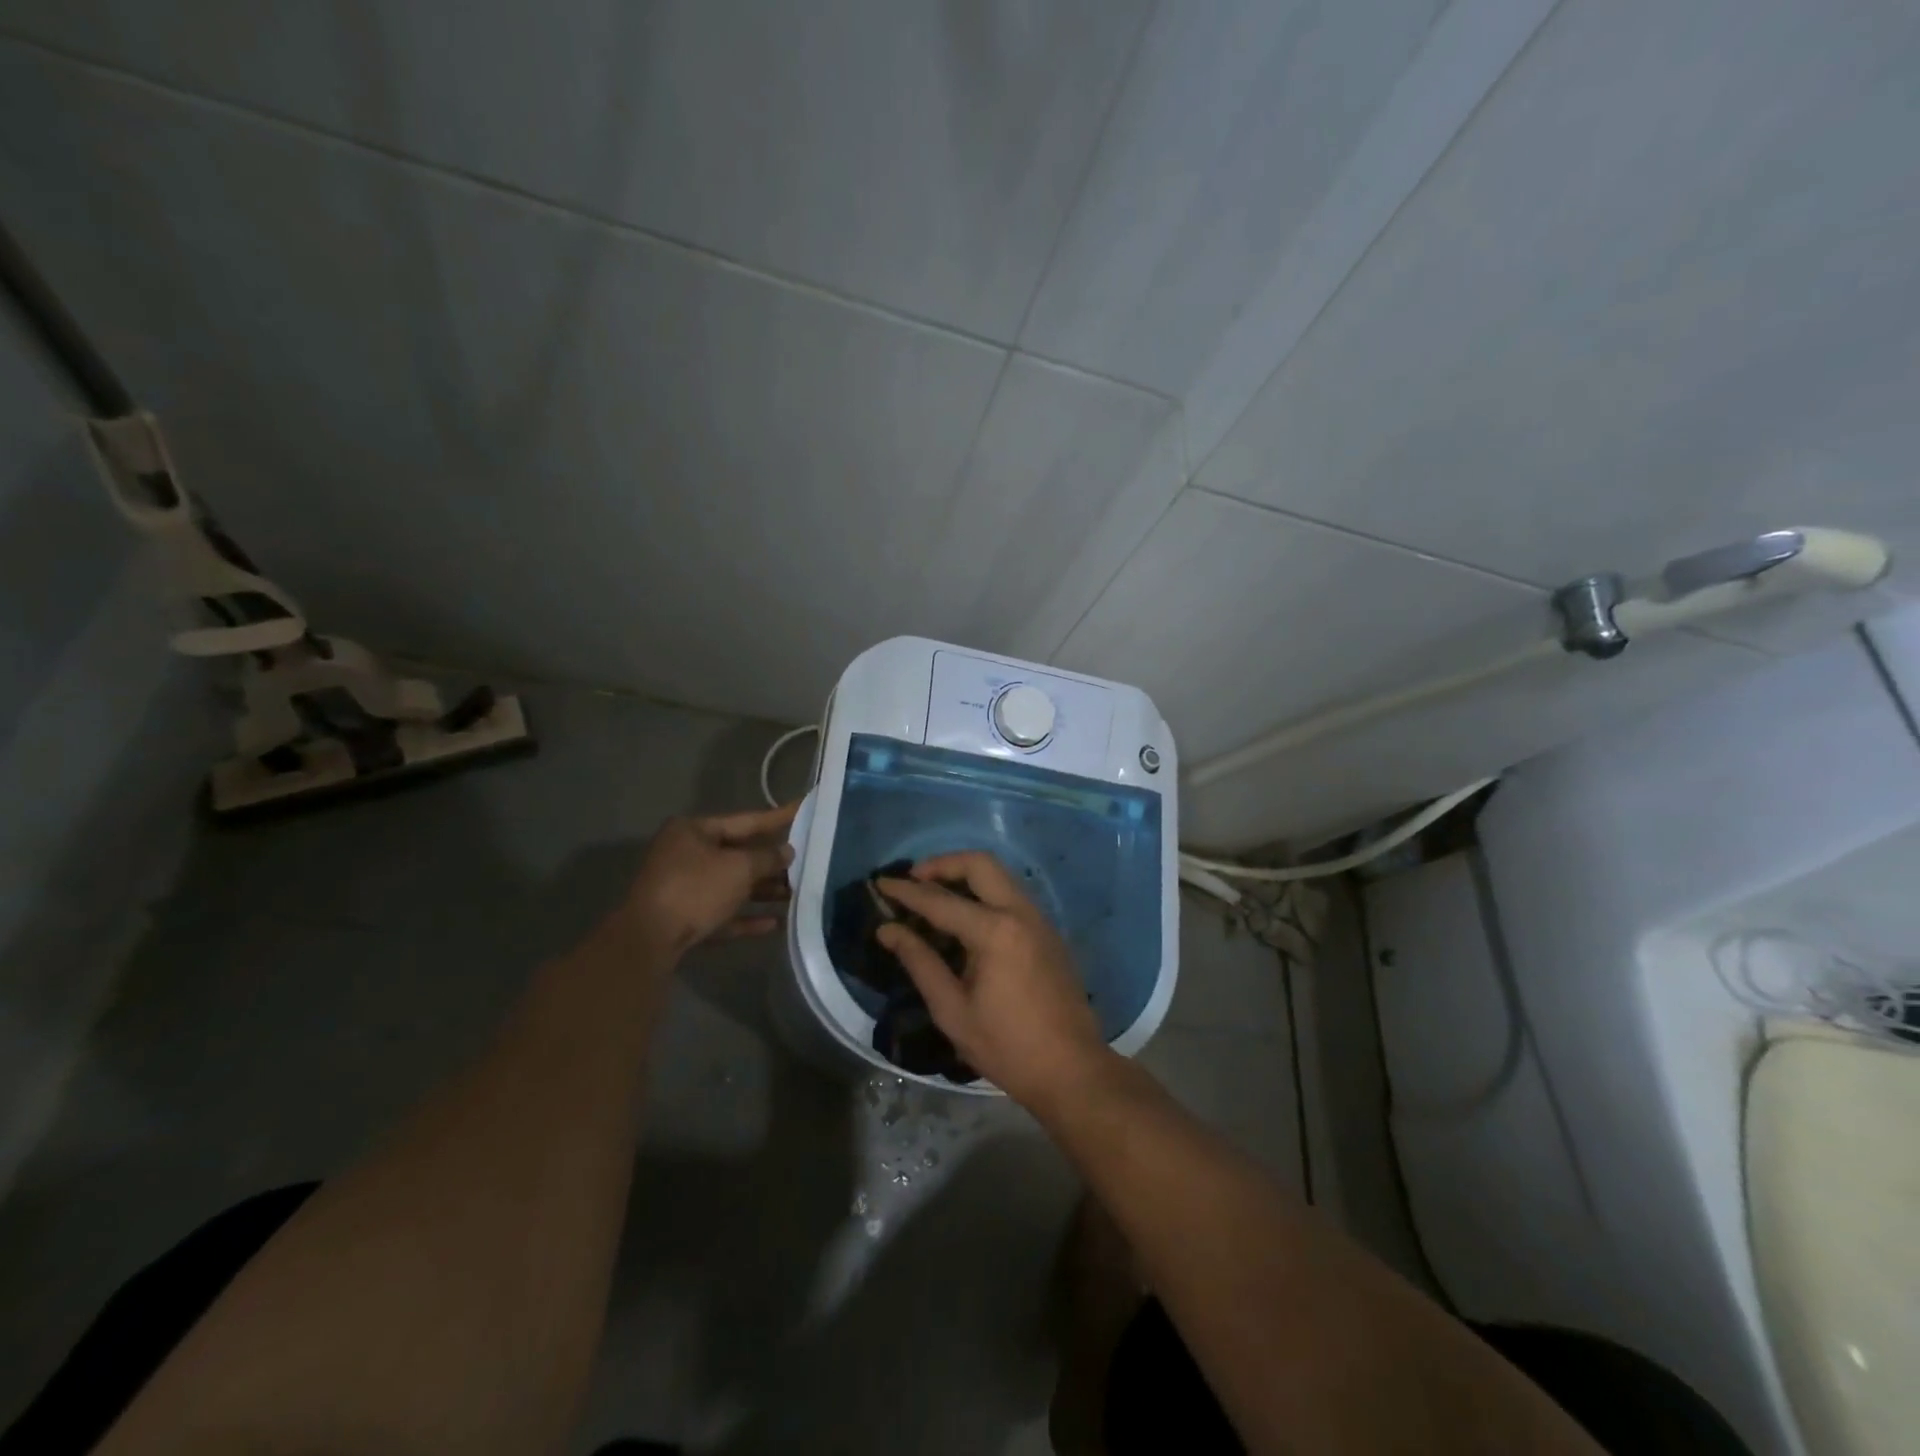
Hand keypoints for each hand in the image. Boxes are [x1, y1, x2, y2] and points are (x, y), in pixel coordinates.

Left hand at [616, 802, 797, 957]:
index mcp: (693, 831)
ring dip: (762, 890)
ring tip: (795, 894)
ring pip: (731, 885)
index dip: (776, 817)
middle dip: (771, 862)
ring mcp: (683, 888)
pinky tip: (774, 924)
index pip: (745, 820)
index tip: (803, 809)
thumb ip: (767, 858)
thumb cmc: (695, 889)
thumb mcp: (739, 868)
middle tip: (806, 861)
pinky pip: (722, 913)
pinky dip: (746, 916)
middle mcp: (686, 854)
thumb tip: (787, 851)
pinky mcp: (684, 918)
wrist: (648, 940)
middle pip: (738, 854)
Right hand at [876, 852, 1111, 1110]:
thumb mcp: (953, 1010)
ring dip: (965, 874)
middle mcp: (1020, 912)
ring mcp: (1039, 919)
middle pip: (979, 863)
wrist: (1072, 1069)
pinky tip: (965, 916)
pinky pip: (1011, 894)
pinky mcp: (1048, 931)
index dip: (906, 891)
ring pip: (999, 874)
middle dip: (942, 864)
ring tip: (934, 894)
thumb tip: (888, 929)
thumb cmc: (1007, 1047)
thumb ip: (920, 962)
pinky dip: (984, 891)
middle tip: (914, 880)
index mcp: (995, 931)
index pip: (940, 900)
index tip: (880, 882)